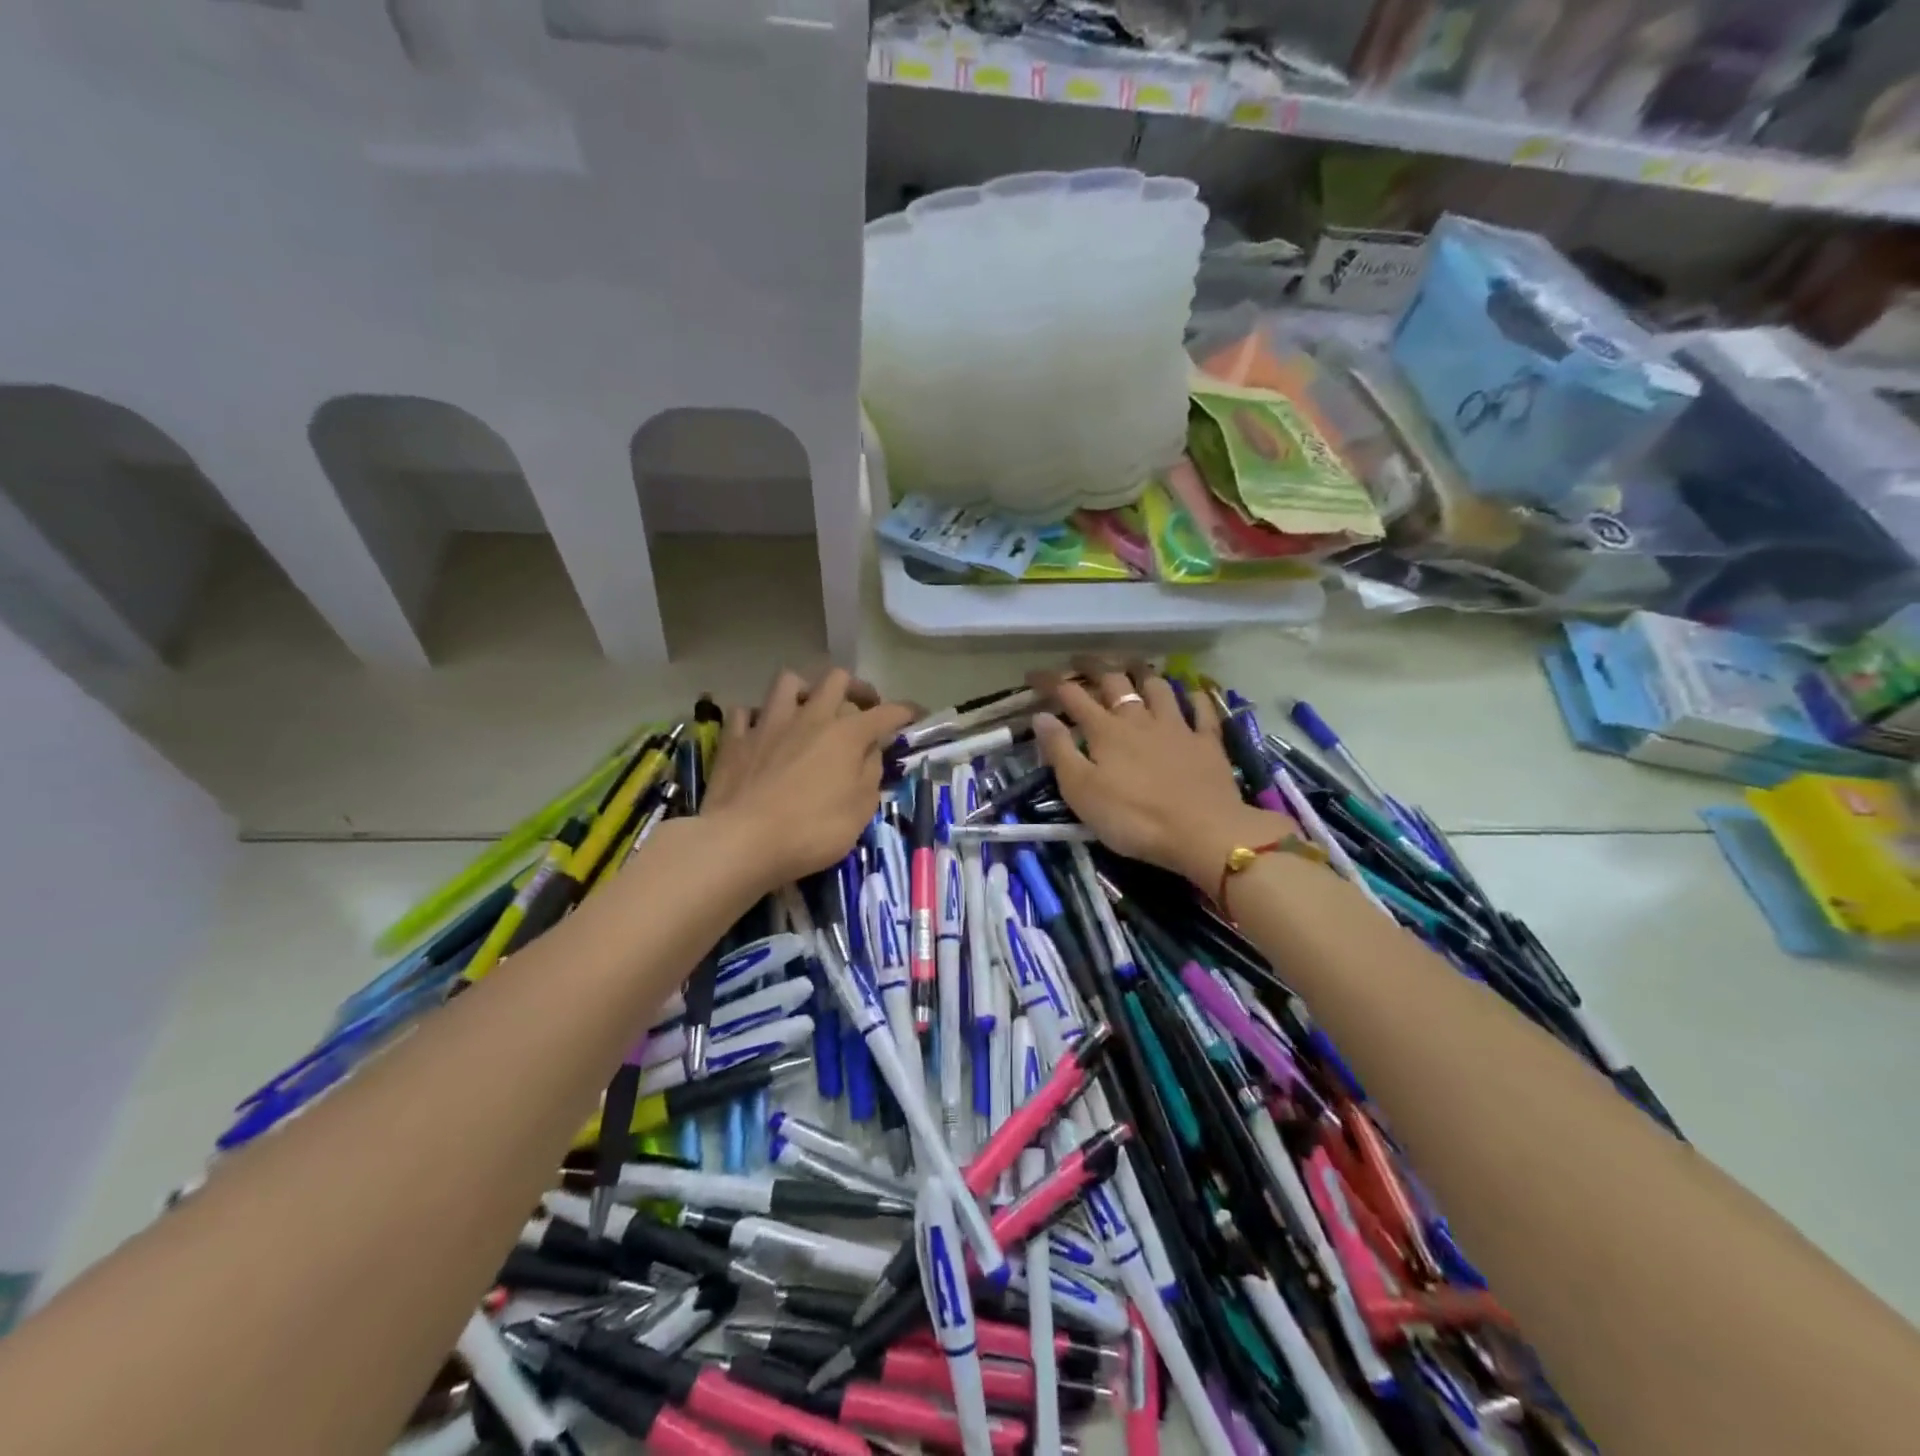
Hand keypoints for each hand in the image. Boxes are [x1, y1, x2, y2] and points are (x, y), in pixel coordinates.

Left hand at [705, 667, 916, 890]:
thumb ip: (870, 775)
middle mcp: (810, 717)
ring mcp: (769, 723)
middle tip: (862, 709)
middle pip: (837, 679)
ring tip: (809, 710)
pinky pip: (746, 712)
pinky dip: (757, 717)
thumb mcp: (860, 811)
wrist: (741, 841)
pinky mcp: (736, 739)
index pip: (886, 713)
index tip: (917, 714)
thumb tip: (872, 752)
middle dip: (856, 688)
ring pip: (789, 682)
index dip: (906, 711)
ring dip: (804, 691)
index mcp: (846, 735)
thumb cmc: (811, 831)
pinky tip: (761, 730)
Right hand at [1030, 659, 1294, 890]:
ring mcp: (1177, 728)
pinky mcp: (1207, 744)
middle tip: (1079, 661)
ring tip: (1132, 665)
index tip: (1033, 674)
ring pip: (1158, 688)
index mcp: (1105, 731)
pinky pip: (1202, 711)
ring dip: (1142, 672)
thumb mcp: (1082, 791)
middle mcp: (1139, 719)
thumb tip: (1041, 716)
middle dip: (1093, 667)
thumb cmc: (1133, 817)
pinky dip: (1195, 697)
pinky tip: (1192, 691)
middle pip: (1115, 682)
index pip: (1071, 696)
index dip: (1051, 682)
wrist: (1202, 832)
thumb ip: (1060, 751)